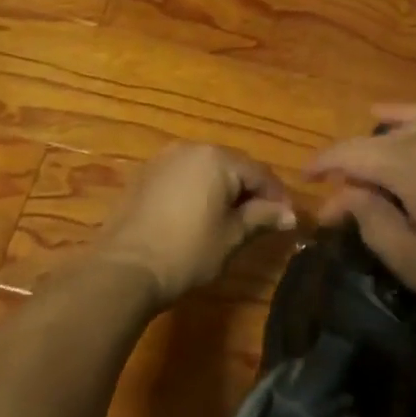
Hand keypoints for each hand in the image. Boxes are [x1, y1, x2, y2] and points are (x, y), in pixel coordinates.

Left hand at [92, 144, 295, 309]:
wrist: (124, 268)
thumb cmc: (187, 251)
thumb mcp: (232, 236)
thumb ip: (262, 218)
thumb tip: (290, 214)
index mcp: (217, 158)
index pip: (259, 173)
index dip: (277, 197)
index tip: (287, 220)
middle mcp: (190, 149)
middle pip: (232, 166)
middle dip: (249, 191)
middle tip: (262, 220)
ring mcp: (163, 160)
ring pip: (205, 170)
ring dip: (222, 190)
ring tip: (231, 220)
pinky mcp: (144, 176)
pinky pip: (182, 177)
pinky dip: (197, 191)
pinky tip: (198, 217)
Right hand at [305, 105, 415, 329]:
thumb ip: (375, 224)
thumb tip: (343, 194)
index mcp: (410, 163)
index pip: (350, 152)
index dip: (323, 165)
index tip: (306, 182)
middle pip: (377, 136)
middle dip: (352, 161)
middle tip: (342, 193)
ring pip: (410, 118)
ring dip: (382, 136)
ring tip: (368, 149)